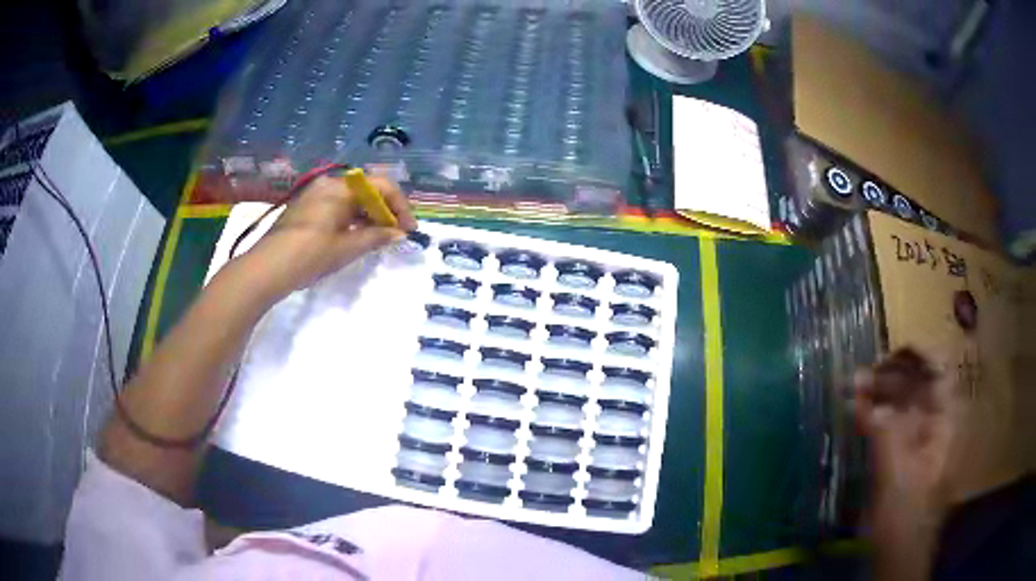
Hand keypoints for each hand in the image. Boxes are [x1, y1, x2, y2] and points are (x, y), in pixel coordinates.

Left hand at [242, 174, 417, 297]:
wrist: (266, 269)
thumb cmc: (309, 256)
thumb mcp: (346, 248)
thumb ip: (376, 237)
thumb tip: (399, 234)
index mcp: (340, 188)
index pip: (381, 186)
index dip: (400, 206)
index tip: (408, 229)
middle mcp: (328, 184)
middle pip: (366, 189)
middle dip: (384, 210)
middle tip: (394, 234)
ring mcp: (314, 194)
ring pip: (351, 198)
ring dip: (368, 215)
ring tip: (377, 238)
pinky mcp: (306, 207)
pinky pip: (336, 205)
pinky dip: (351, 217)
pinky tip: (354, 236)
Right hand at [854, 348, 952, 578]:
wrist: (900, 555)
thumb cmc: (906, 516)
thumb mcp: (897, 476)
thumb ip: (884, 434)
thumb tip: (864, 397)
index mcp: (947, 422)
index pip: (939, 371)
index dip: (918, 355)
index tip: (888, 352)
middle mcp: (936, 424)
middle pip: (918, 385)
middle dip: (890, 376)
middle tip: (858, 377)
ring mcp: (919, 441)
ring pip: (901, 405)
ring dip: (878, 395)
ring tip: (852, 390)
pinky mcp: (902, 457)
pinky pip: (889, 426)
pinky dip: (873, 417)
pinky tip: (855, 412)